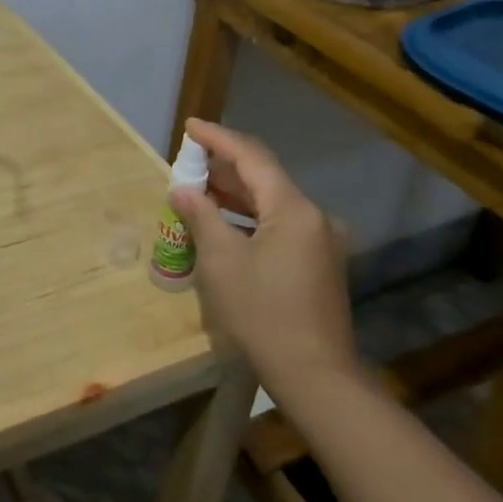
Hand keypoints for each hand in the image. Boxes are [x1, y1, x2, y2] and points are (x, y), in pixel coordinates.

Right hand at [169, 119, 355, 380]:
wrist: (314, 375)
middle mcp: (314, 216)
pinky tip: (223, 225)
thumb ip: (201, 216)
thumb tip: (182, 189)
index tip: (190, 126)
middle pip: (264, 177)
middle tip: (187, 163)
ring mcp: (320, 241)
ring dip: (235, 194)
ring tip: (197, 190)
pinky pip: (279, 225)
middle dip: (223, 167)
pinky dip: (249, 218)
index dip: (218, 138)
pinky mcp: (318, 263)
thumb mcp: (221, 261)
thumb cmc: (262, 313)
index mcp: (293, 208)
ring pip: (272, 202)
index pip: (252, 157)